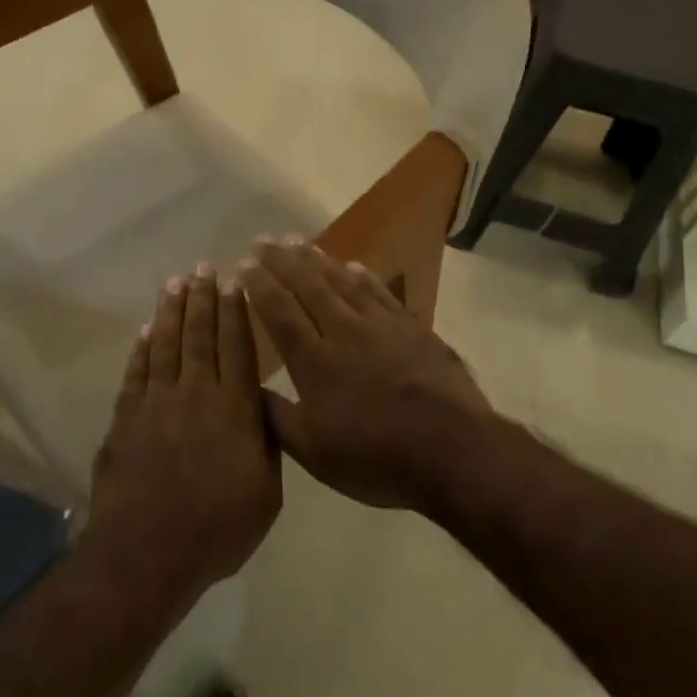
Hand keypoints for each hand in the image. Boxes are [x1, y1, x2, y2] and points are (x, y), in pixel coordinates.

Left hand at [86, 265, 281, 596]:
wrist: (147, 552)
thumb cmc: (217, 529)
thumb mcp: (266, 494)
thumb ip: (267, 445)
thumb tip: (263, 408)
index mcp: (234, 409)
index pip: (237, 348)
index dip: (236, 312)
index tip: (235, 281)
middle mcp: (195, 394)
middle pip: (199, 336)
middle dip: (202, 299)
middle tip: (203, 267)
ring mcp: (155, 404)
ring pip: (165, 345)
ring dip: (170, 312)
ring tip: (175, 283)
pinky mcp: (125, 419)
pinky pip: (136, 373)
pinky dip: (141, 349)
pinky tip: (144, 331)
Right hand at [239, 238, 491, 511]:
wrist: (453, 450)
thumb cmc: (376, 456)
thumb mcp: (314, 452)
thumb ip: (276, 418)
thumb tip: (243, 387)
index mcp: (315, 362)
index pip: (280, 312)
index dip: (259, 286)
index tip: (243, 264)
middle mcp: (344, 332)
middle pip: (308, 287)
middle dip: (282, 261)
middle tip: (263, 240)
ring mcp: (382, 327)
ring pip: (343, 283)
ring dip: (318, 260)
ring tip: (298, 242)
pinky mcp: (413, 329)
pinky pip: (381, 293)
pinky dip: (363, 276)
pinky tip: (352, 265)